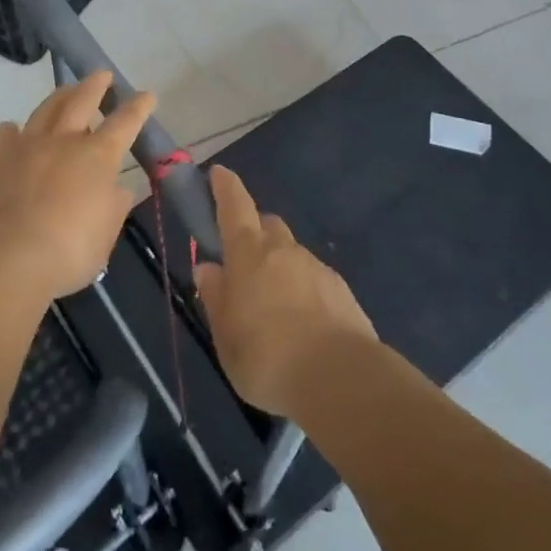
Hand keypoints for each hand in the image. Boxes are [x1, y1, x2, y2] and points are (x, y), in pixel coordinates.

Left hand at [0, 72, 154, 302]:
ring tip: (66, 90)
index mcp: (97, 157)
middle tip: (102, 74)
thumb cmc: (67, 252)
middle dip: (95, 84)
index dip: (138, 107)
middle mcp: (63, 141)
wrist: (5, 257)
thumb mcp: (105, 236)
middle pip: (82, 100)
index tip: (146, 94)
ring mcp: (26, 145)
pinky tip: (13, 132)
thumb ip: (114, 207)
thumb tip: (119, 189)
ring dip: (59, 96)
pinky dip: (12, 129)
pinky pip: (4, 133)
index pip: (125, 123)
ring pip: (45, 109)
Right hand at [193, 166, 376, 417]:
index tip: (219, 172)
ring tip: (275, 311)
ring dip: (280, 270)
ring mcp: (317, 267)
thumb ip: (216, 297)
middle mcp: (284, 249)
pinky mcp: (342, 291)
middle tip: (245, 266)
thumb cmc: (267, 355)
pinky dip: (305, 292)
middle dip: (255, 235)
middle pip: (267, 226)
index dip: (225, 187)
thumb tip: (208, 268)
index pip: (235, 205)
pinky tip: (303, 326)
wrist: (339, 377)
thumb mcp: (225, 335)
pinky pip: (315, 281)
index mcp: (249, 252)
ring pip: (292, 256)